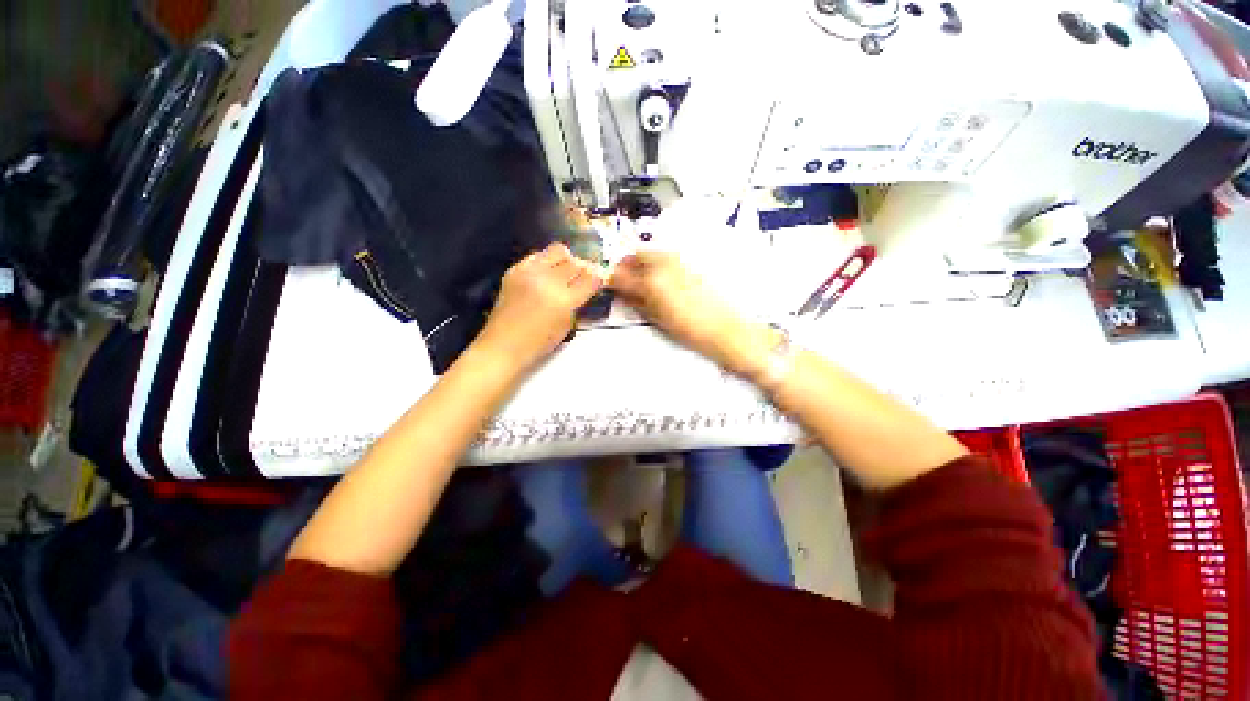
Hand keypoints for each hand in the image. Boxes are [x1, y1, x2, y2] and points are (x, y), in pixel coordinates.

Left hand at [474, 243, 603, 373]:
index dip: (599, 277)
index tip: (600, 279)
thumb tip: (589, 285)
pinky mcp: (515, 269)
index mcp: (564, 300)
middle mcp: (548, 280)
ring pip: (558, 251)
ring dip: (567, 260)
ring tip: (565, 272)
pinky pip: (538, 254)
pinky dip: (547, 260)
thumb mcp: (568, 325)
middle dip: (584, 268)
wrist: (503, 345)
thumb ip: (579, 302)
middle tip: (584, 277)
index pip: (591, 277)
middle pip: (576, 262)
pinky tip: (547, 272)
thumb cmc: (539, 343)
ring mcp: (529, 272)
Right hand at [609, 251, 774, 377]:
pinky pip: (665, 257)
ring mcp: (678, 260)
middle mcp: (663, 264)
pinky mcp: (689, 263)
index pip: (621, 275)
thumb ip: (636, 301)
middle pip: (635, 255)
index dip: (611, 279)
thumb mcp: (656, 318)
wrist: (724, 328)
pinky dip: (655, 263)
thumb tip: (620, 292)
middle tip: (622, 280)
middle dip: (625, 266)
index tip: (607, 284)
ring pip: (650, 253)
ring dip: (640, 262)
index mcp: (651, 281)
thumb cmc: (688, 329)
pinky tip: (657, 279)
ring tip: (639, 279)